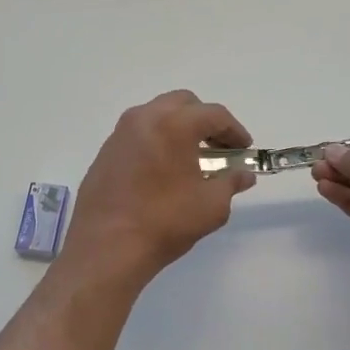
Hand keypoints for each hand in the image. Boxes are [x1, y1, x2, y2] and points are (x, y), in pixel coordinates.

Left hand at [57, 91, 255, 288]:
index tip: (244, 148)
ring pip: (157, 114)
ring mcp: (120, 133)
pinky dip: (156, 140)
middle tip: (219, 147)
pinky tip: (163, 168)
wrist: (107, 246)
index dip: (235, 130)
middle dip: (205, 120)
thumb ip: (230, 183)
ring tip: (191, 157)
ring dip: (178, 127)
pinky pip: (138, 133)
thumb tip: (243, 175)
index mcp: (174, 125)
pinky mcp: (105, 151)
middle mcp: (145, 118)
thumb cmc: (165, 222)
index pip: (214, 114)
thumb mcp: (211, 206)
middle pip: (183, 104)